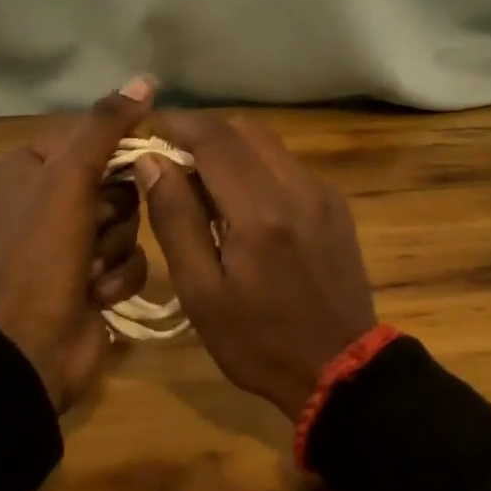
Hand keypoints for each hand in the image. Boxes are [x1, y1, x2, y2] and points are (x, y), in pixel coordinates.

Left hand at [0, 77, 154, 410]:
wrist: (32, 351)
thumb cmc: (41, 253)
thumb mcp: (70, 177)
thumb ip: (108, 125)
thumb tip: (146, 79)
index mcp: (18, 170)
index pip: (84, 137)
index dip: (111, 151)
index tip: (130, 162)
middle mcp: (36, 202)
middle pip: (109, 179)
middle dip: (113, 208)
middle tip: (96, 225)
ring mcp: (61, 244)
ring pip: (122, 218)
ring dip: (116, 243)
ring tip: (92, 267)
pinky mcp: (85, 277)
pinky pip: (124, 255)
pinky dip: (118, 273)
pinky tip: (98, 291)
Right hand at [136, 111, 376, 420]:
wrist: (341, 367)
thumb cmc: (259, 342)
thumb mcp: (202, 293)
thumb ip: (176, 219)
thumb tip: (152, 161)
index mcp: (261, 211)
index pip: (215, 138)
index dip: (178, 123)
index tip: (149, 128)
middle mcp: (297, 186)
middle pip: (245, 128)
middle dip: (204, 132)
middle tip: (172, 159)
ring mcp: (322, 191)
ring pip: (269, 142)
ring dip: (231, 147)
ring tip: (203, 183)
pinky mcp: (335, 201)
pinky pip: (288, 164)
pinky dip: (257, 166)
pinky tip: (243, 203)